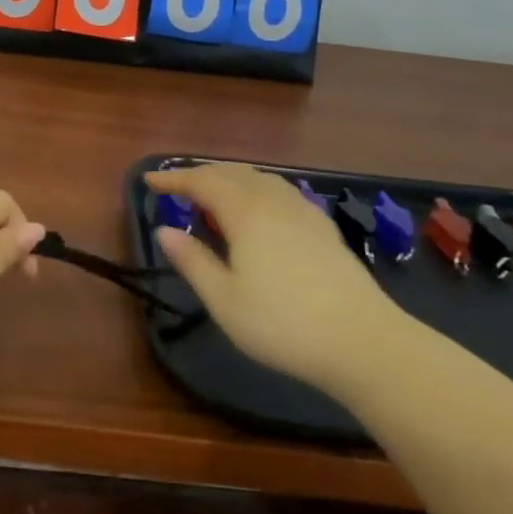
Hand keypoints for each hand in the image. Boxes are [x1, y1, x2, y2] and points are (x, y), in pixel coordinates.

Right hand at [146, 163, 399, 394]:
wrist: (362, 341)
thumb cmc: (283, 323)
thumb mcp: (224, 300)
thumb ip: (192, 261)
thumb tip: (164, 230)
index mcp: (245, 212)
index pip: (202, 181)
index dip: (174, 178)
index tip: (149, 180)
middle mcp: (273, 200)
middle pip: (231, 172)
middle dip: (200, 175)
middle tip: (177, 188)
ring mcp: (302, 210)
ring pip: (259, 178)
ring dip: (229, 179)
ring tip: (213, 196)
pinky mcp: (322, 226)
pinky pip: (279, 191)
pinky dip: (255, 189)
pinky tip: (258, 211)